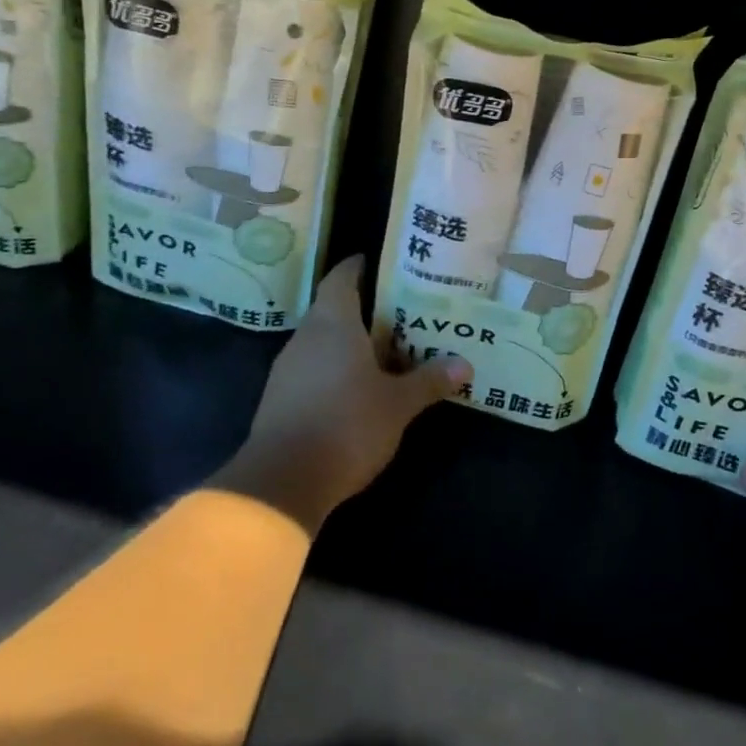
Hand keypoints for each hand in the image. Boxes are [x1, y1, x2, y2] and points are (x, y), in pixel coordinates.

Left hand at [215, 256, 470, 533]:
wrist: (282, 482)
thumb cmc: (347, 424)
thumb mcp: (398, 404)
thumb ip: (429, 381)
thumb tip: (465, 365)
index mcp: (332, 323)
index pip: (341, 277)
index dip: (359, 266)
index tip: (380, 263)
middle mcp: (305, 337)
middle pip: (333, 308)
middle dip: (365, 308)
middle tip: (401, 311)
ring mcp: (287, 368)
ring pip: (322, 341)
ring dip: (350, 341)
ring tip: (386, 348)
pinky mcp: (280, 399)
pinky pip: (313, 368)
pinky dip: (335, 368)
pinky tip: (358, 386)